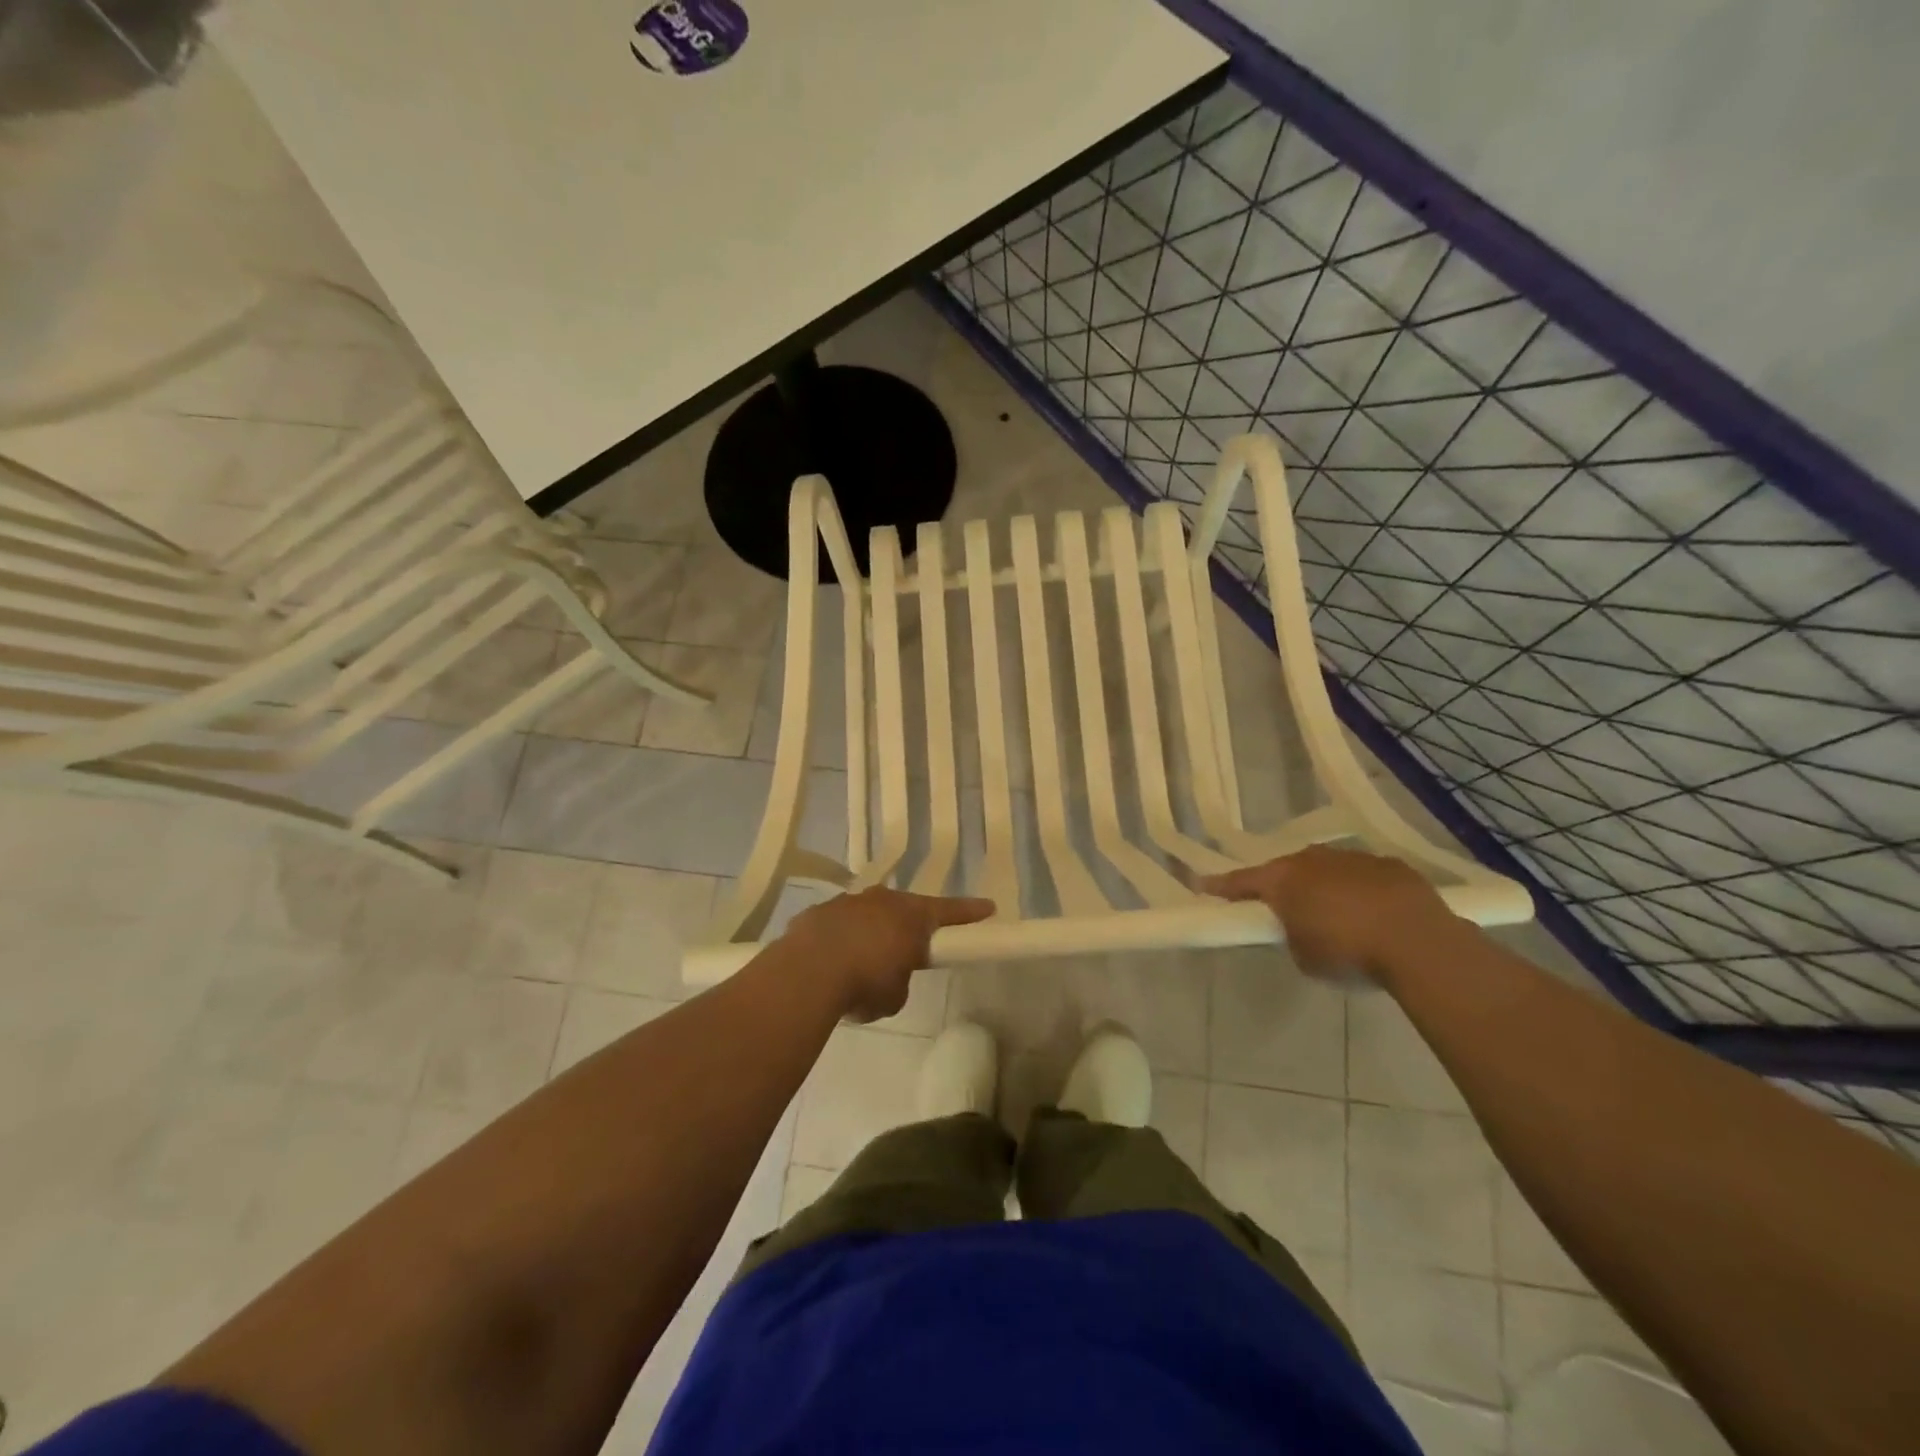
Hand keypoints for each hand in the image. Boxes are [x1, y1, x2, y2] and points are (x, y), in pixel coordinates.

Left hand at [781, 887, 995, 1020]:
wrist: (807, 973)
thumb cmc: (865, 983)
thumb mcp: (895, 995)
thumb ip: (899, 981)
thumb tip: (887, 977)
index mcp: (911, 916)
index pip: (949, 911)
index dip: (969, 912)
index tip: (988, 908)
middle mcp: (882, 900)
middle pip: (903, 909)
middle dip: (907, 927)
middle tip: (908, 948)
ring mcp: (846, 902)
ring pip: (867, 914)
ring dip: (869, 933)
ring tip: (860, 962)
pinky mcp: (817, 913)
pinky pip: (836, 925)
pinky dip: (838, 940)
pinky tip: (829, 963)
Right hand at [1201, 846, 1457, 985]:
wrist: (1419, 942)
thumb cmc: (1348, 952)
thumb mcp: (1305, 956)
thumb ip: (1292, 935)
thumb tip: (1302, 928)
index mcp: (1282, 880)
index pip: (1241, 881)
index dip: (1221, 886)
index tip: (1202, 885)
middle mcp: (1312, 860)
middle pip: (1286, 869)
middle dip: (1282, 885)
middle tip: (1283, 907)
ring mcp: (1353, 858)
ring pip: (1327, 869)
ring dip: (1324, 886)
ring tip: (1336, 914)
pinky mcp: (1390, 865)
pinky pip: (1364, 876)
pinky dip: (1361, 890)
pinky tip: (1374, 913)